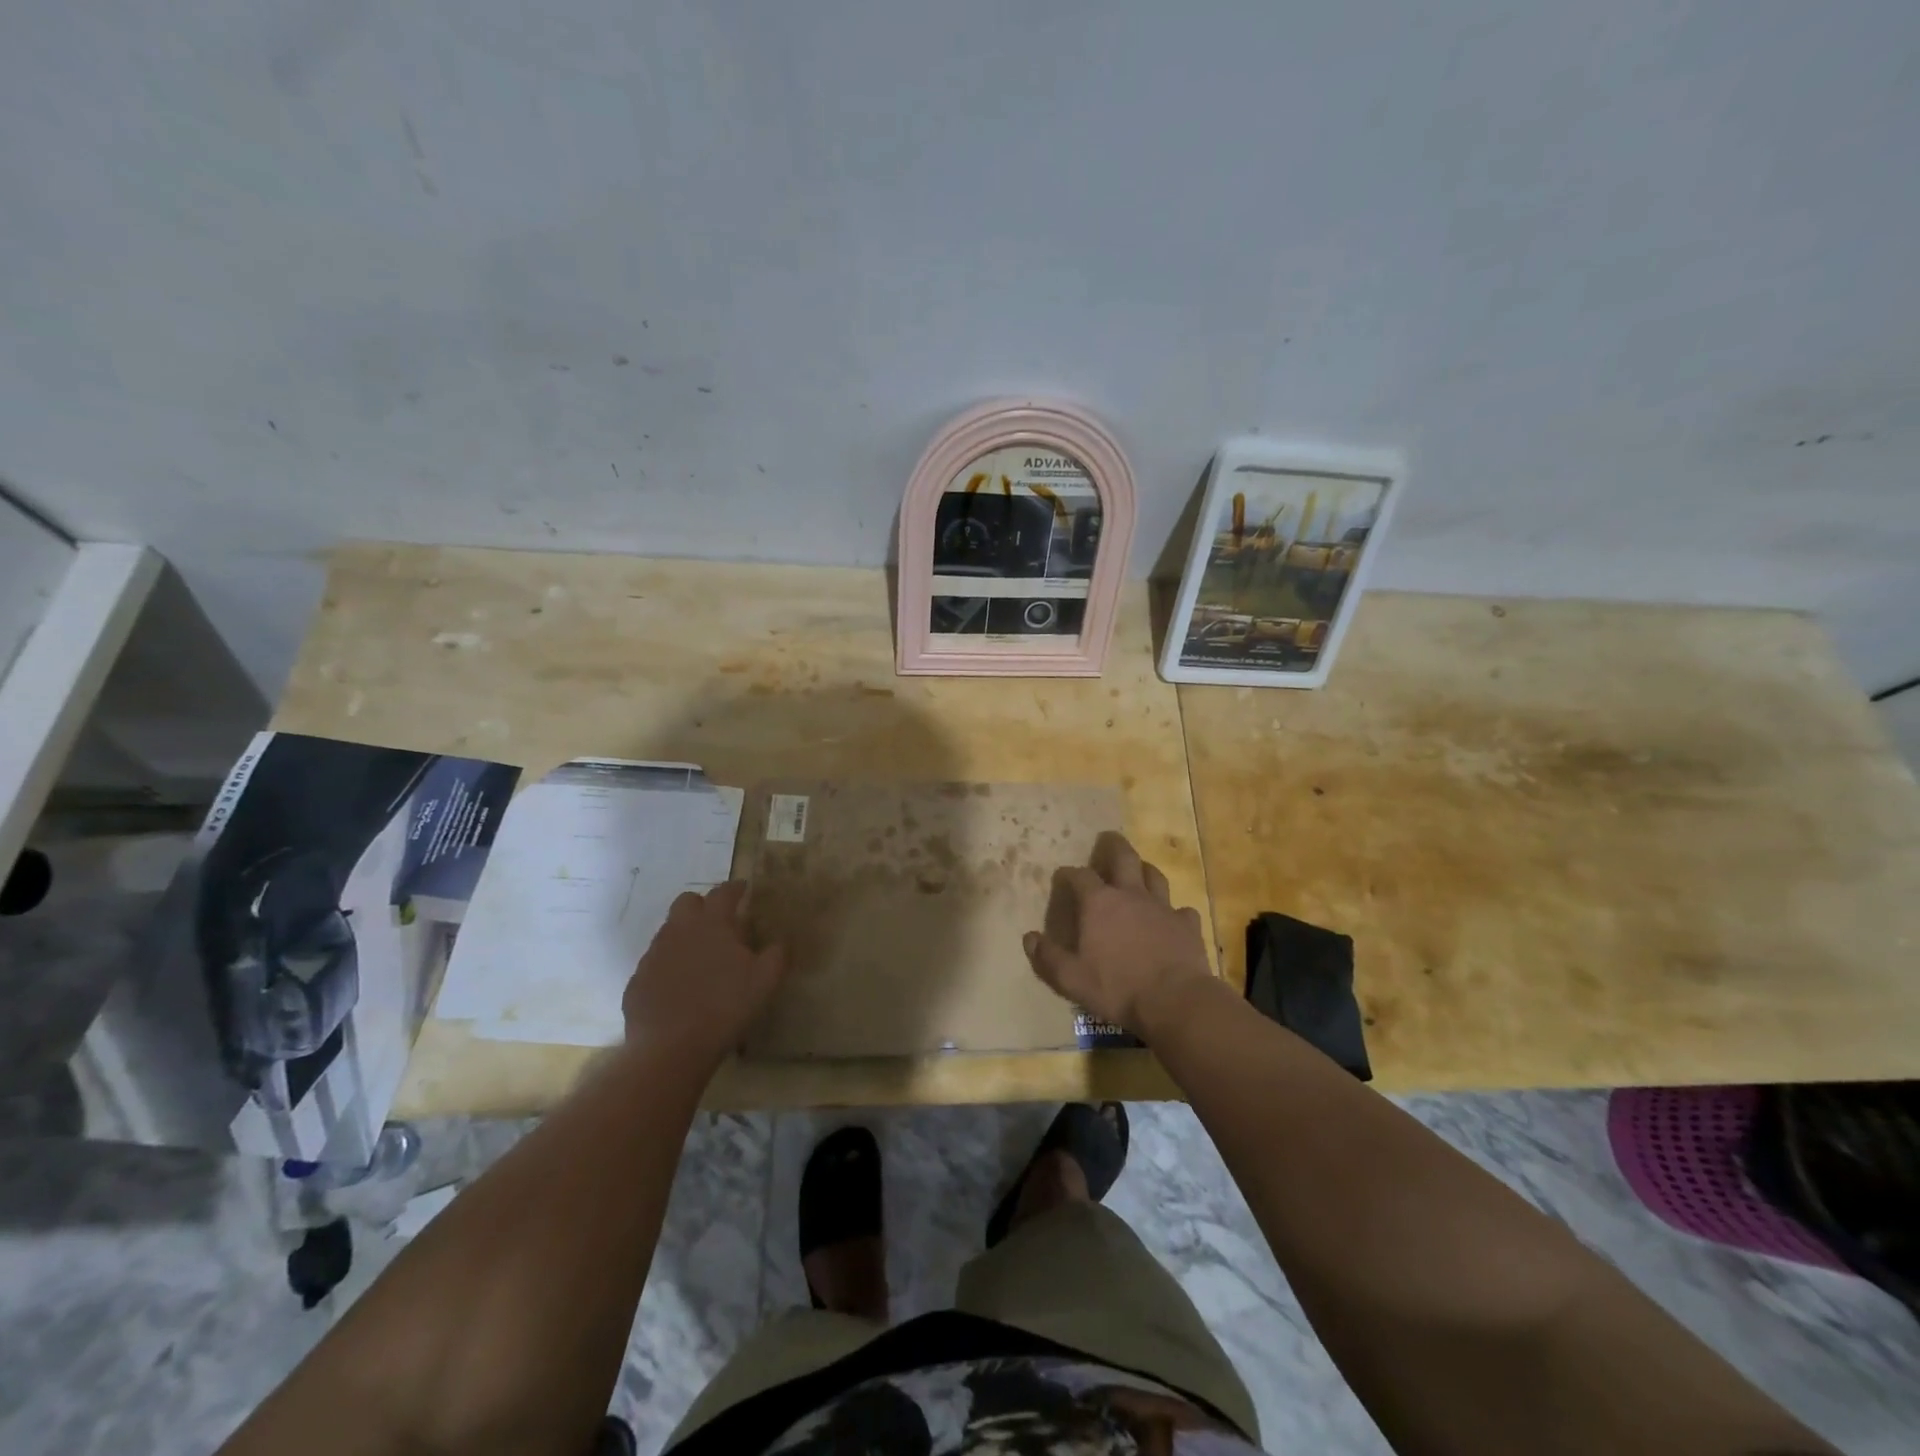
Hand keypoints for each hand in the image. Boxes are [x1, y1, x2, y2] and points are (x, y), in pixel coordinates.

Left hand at [622, 881, 786, 1067]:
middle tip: (719, 922)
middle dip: (702, 905)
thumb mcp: (766, 981)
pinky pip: (655, 964)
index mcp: (711, 924)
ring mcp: (653, 955)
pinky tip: (679, 989)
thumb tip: (780, 942)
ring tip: (700, 959)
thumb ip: (776, 955)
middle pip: (686, 902)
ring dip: (684, 936)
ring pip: (668, 932)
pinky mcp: (637, 981)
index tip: (743, 889)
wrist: (670, 1049)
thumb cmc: (725, 1007)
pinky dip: (668, 968)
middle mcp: (678, 931)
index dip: (735, 888)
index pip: (723, 893)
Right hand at [1023, 831, 1218, 1039]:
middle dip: (1114, 845)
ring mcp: (1162, 907)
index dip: (1069, 874)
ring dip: (1145, 871)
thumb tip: (1029, 938)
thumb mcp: (1071, 978)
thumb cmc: (1117, 988)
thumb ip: (1048, 957)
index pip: (1080, 876)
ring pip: (1154, 876)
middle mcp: (1131, 895)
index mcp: (1099, 903)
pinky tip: (1173, 918)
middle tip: (1108, 838)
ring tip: (1140, 871)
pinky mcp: (1187, 925)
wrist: (1174, 1001)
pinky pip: (1182, 910)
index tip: (1063, 876)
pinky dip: (1175, 911)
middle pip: (1124, 857)